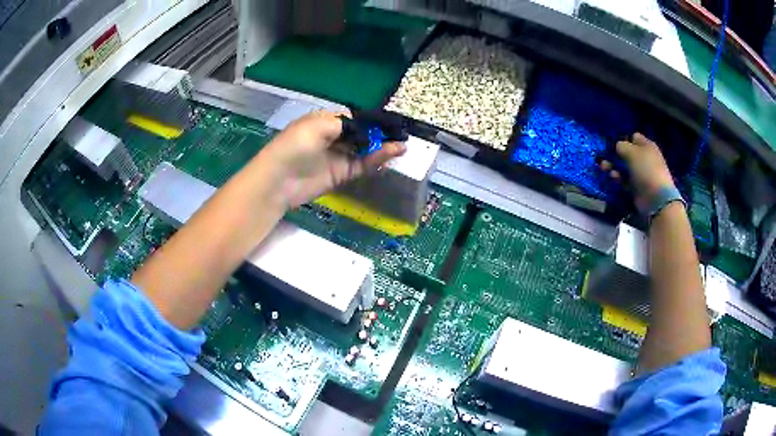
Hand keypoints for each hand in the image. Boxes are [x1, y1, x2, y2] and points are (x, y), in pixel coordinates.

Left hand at [257, 110, 405, 208]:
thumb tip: (365, 128)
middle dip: (380, 134)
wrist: (279, 180)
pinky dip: (377, 160)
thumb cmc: (295, 146)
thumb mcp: (317, 125)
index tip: (390, 122)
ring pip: (365, 150)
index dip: (371, 120)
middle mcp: (333, 138)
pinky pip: (362, 165)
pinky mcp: (341, 175)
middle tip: (401, 134)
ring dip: (383, 147)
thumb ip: (344, 123)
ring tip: (402, 144)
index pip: (353, 118)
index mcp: (325, 122)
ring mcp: (338, 157)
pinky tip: (391, 154)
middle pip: (362, 134)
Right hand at [600, 133, 674, 208]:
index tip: (612, 144)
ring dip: (613, 167)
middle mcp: (644, 158)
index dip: (623, 139)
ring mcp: (641, 173)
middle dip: (615, 155)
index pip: (633, 137)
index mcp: (647, 146)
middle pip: (627, 153)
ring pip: (624, 167)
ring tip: (604, 168)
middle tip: (604, 157)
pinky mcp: (636, 187)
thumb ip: (621, 146)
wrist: (655, 197)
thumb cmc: (645, 169)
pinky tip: (613, 178)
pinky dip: (618, 178)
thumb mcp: (632, 152)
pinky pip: (624, 180)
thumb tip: (617, 146)